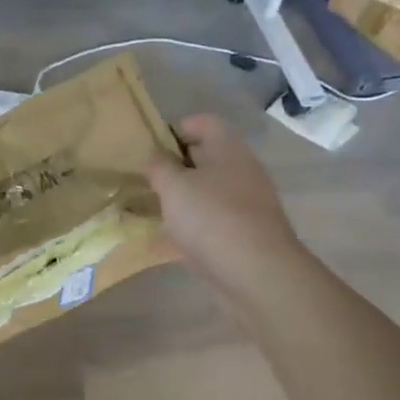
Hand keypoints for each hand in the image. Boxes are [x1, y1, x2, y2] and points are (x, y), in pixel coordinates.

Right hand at [146, 115, 301, 293]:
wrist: (257, 276)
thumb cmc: (212, 218)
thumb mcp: (174, 186)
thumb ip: (158, 166)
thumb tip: (154, 157)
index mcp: (229, 149)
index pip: (203, 123)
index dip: (175, 128)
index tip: (149, 147)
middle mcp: (240, 172)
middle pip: (204, 159)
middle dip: (173, 167)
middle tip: (142, 178)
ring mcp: (243, 206)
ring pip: (205, 193)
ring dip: (179, 199)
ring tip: (147, 208)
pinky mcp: (241, 237)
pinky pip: (209, 223)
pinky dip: (189, 227)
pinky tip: (165, 238)